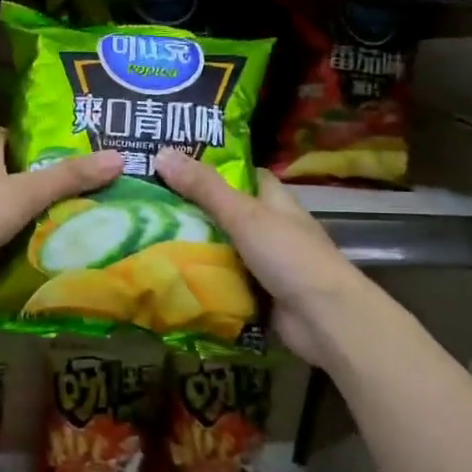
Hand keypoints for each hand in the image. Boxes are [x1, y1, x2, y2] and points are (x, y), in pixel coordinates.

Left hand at [0, 128, 123, 308]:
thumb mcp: (26, 191)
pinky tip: (56, 246)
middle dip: (50, 179)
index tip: (77, 147)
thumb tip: (119, 157)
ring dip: (40, 212)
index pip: (15, 135)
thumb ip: (70, 176)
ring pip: (14, 205)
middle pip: (19, 171)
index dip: (42, 138)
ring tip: (86, 215)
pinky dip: (26, 239)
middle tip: (93, 185)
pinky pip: (6, 234)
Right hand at [153, 148, 362, 369]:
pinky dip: (202, 280)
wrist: (323, 318)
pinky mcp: (258, 293)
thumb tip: (162, 152)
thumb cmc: (288, 255)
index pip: (244, 175)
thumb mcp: (243, 215)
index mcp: (275, 200)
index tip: (175, 165)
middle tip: (149, 205)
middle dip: (193, 210)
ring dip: (194, 247)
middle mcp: (271, 227)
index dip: (213, 168)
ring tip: (148, 237)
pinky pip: (223, 281)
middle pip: (226, 213)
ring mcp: (265, 263)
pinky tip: (169, 275)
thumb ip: (204, 188)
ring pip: (222, 248)